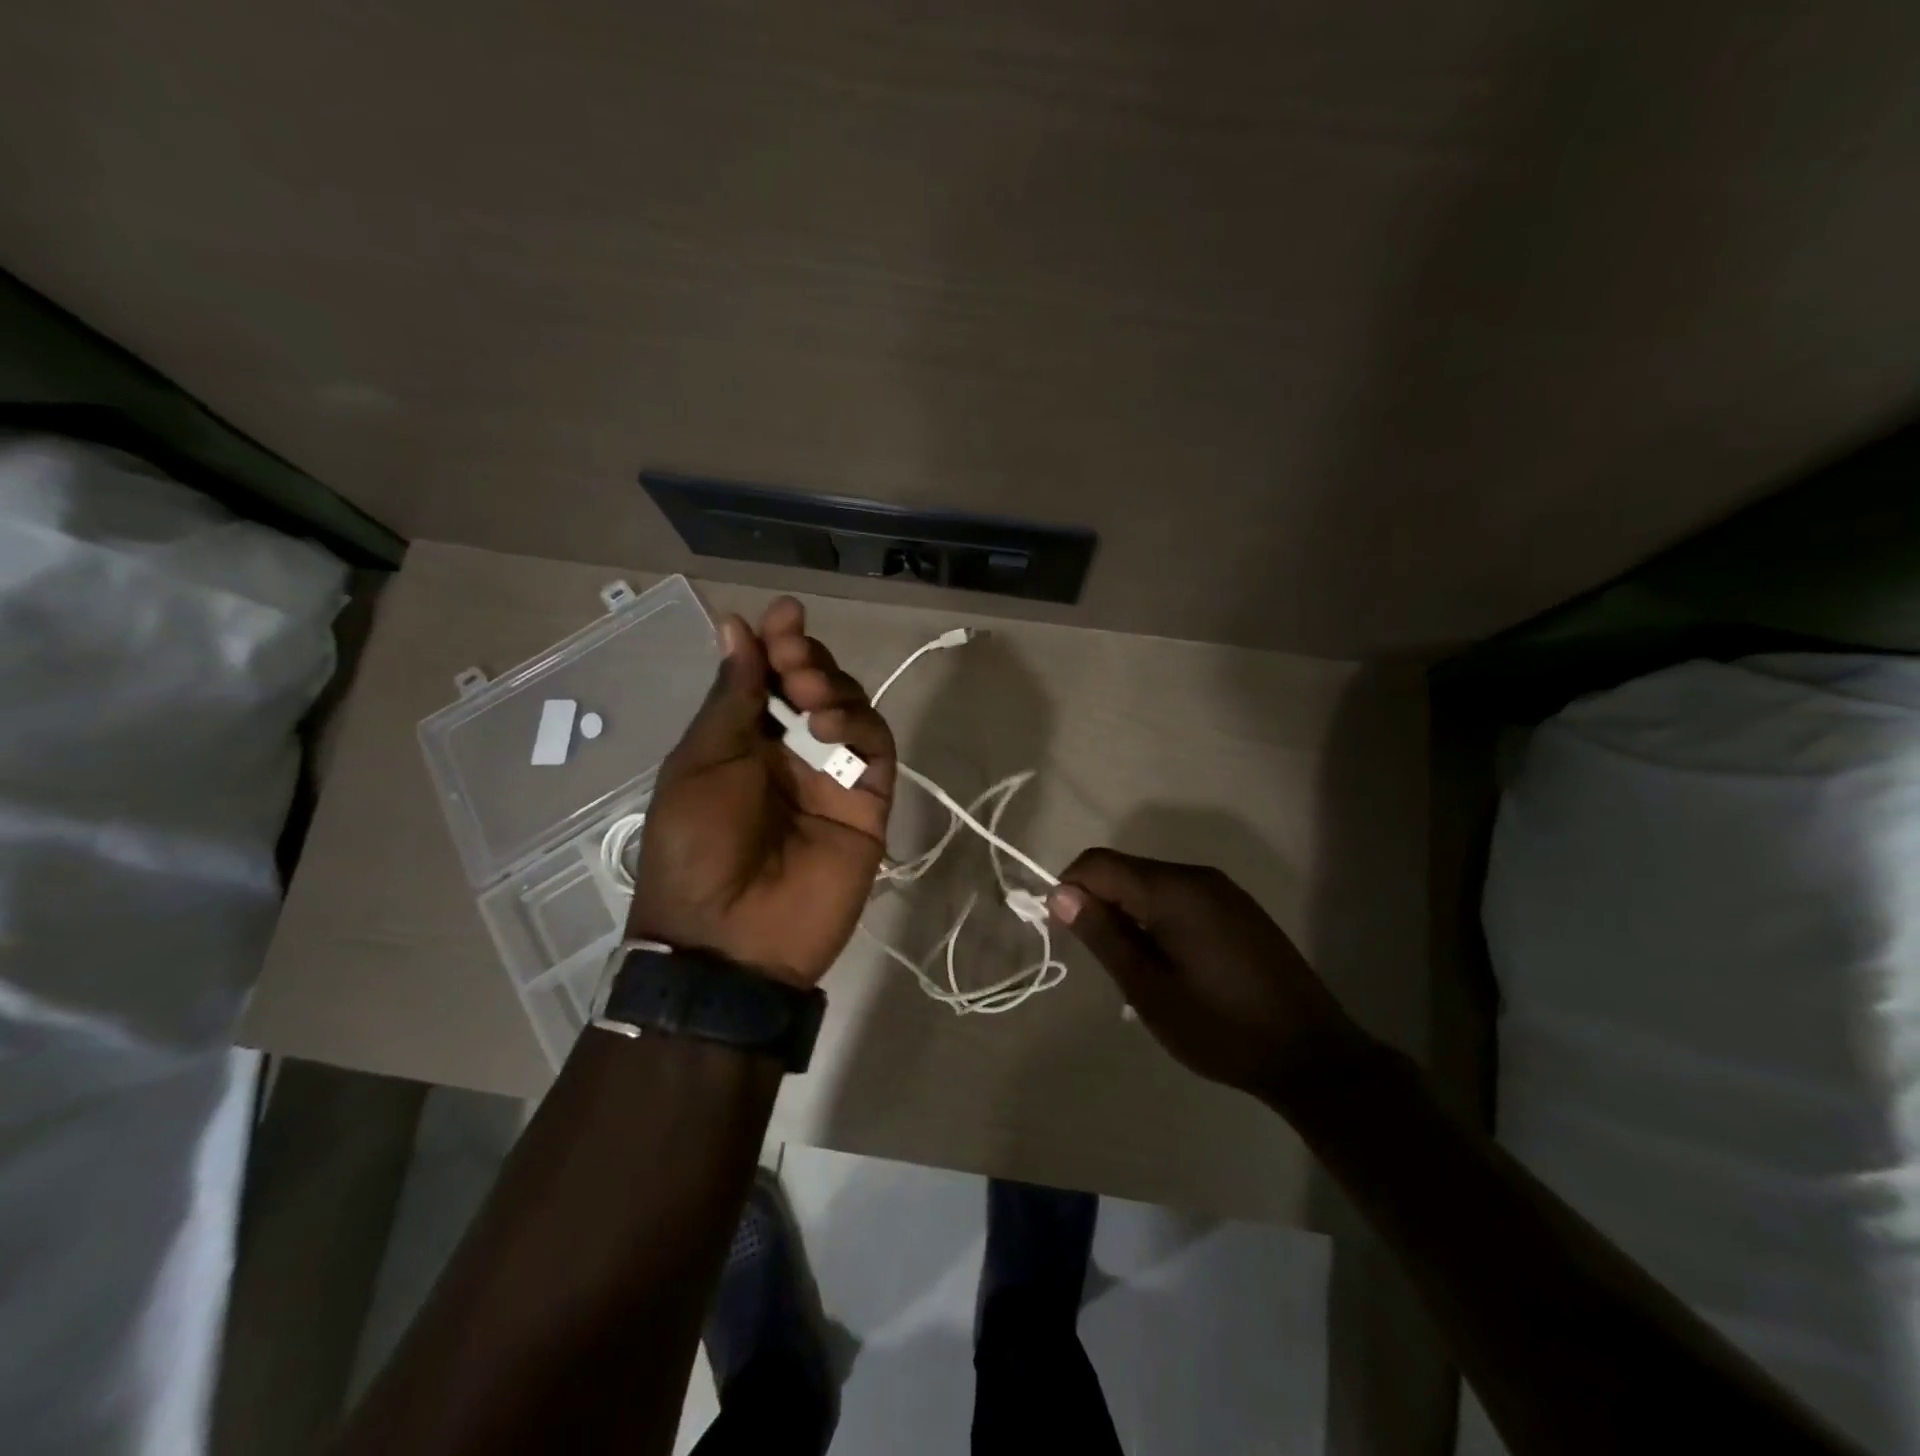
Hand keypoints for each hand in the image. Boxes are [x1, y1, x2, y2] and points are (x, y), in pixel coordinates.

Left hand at [629, 597, 895, 987]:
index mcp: (743, 741)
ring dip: (833, 687)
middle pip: (815, 685)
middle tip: (792, 657)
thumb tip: (736, 625)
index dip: (778, 643)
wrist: (731, 940)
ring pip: (852, 709)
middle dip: (806, 659)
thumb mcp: (701, 763)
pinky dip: (861, 726)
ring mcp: (832, 776)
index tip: (784, 614)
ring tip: (808, 697)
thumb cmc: (697, 847)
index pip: (769, 678)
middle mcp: (791, 751)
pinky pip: (877, 749)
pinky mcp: (868, 802)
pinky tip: (830, 728)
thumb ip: (731, 697)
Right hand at [1047, 850, 1370, 1107]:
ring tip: (1139, 970)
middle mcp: (1198, 876)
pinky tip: (1172, 964)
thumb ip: (1103, 935)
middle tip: (1105, 962)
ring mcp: (1223, 890)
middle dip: (1101, 904)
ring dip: (1130, 915)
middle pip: (1126, 870)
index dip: (1070, 889)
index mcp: (1173, 890)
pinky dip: (1158, 919)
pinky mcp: (1238, 908)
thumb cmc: (1221, 1029)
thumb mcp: (1149, 990)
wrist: (1313, 1056)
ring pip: (1152, 884)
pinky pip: (1180, 897)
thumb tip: (1061, 893)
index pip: (1099, 863)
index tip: (1065, 933)